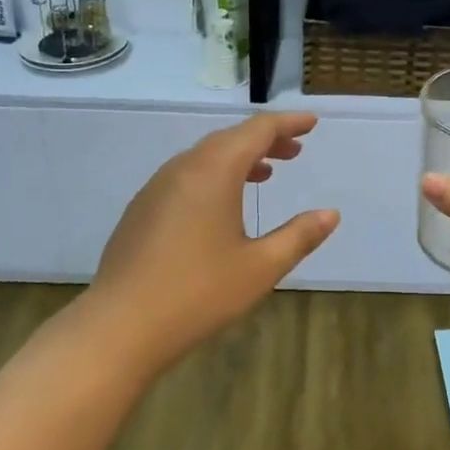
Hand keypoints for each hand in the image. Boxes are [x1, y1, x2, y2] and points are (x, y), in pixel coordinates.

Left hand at [86, 112, 338, 377]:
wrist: (118, 327)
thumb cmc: (197, 293)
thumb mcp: (260, 267)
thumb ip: (298, 236)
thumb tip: (330, 214)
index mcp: (215, 170)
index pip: (258, 130)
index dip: (288, 123)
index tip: (311, 122)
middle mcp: (184, 167)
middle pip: (231, 138)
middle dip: (266, 140)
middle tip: (295, 150)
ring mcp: (157, 186)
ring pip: (206, 156)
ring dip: (240, 157)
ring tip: (266, 173)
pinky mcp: (142, 208)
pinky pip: (187, 174)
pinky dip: (215, 174)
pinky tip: (222, 204)